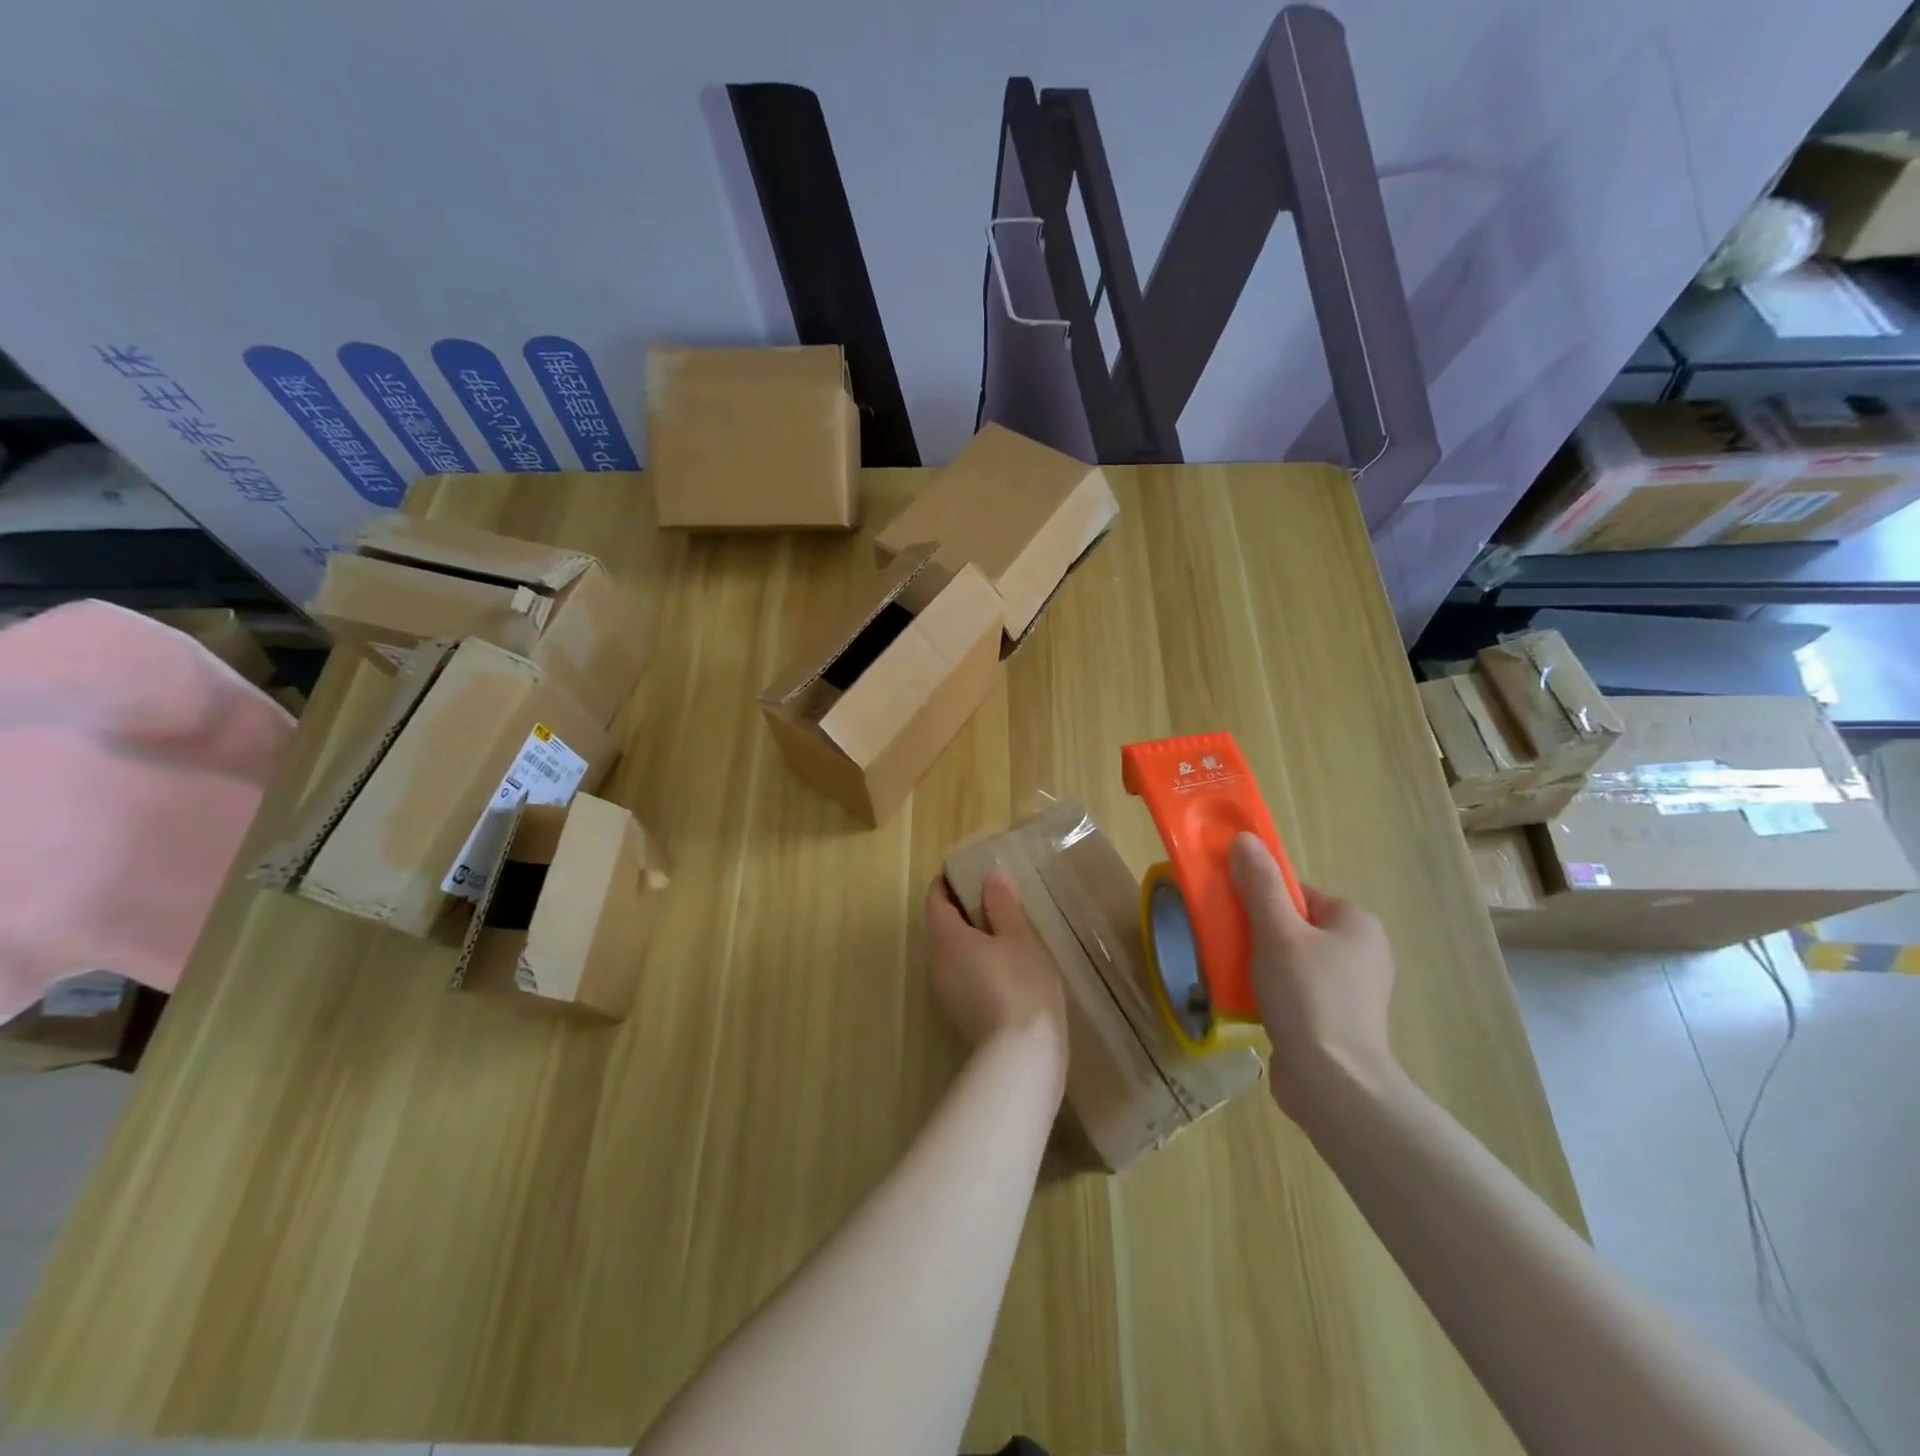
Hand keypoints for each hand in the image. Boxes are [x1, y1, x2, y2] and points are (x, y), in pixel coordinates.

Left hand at [925, 872, 1068, 1081]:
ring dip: (968, 936)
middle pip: (939, 925)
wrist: (1022, 1056)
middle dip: (960, 908)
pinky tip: (1003, 963)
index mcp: (945, 937)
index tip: (970, 872)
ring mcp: (944, 990)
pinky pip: (959, 972)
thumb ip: (1003, 905)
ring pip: (949, 951)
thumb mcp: (1019, 937)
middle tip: (992, 897)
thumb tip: (990, 876)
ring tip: (1002, 928)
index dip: (949, 882)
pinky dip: (974, 959)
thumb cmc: (1021, 985)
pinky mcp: (958, 1011)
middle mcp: (935, 961)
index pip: (935, 899)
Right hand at [1228, 833, 1400, 1119]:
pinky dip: (1274, 991)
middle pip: (1294, 924)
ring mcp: (1354, 989)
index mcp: (1356, 922)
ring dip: (1262, 963)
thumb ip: (1260, 885)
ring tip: (1235, 975)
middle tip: (1230, 945)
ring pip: (1293, 958)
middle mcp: (1363, 951)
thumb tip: (1245, 839)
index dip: (1262, 898)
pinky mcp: (1340, 1021)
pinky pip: (1298, 990)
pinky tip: (1251, 1003)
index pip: (1299, 892)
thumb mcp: (1276, 932)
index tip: (1234, 915)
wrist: (1333, 1084)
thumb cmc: (1308, 996)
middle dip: (1259, 932)